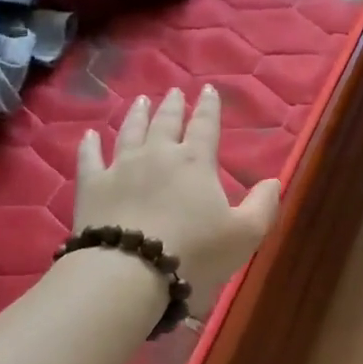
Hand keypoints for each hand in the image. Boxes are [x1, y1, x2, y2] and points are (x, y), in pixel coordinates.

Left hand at [75, 86, 281, 301]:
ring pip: (130, 132)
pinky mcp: (91, 187)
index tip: (209, 89)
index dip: (209, 107)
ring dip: (137, 115)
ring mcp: (120, 168)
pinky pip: (89, 158)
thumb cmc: (194, 253)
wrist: (128, 273)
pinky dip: (90, 145)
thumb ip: (263, 205)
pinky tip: (90, 136)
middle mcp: (157, 154)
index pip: (205, 125)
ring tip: (141, 101)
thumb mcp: (245, 234)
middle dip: (173, 105)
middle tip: (175, 92)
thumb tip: (273, 181)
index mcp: (195, 161)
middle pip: (166, 122)